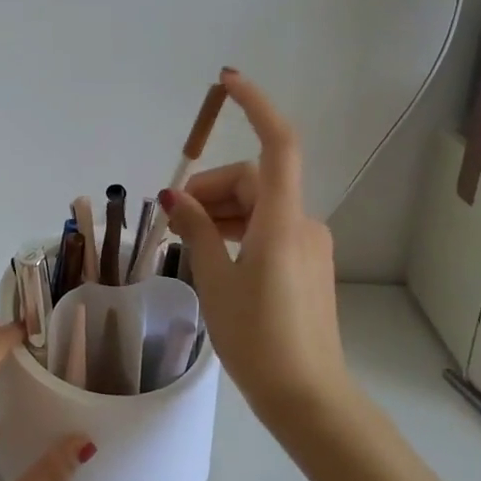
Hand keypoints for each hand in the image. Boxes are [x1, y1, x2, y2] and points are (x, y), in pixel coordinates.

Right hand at [161, 70, 351, 424]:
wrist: (308, 398)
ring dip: (222, 212)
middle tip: (172, 217)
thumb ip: (197, 231)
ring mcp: (309, 245)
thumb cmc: (258, 339)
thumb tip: (174, 196)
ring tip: (185, 240)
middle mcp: (303, 223)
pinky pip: (270, 230)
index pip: (277, 145)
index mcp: (282, 221)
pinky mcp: (307, 265)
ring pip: (261, 206)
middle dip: (212, 188)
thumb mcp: (217, 281)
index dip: (256, 106)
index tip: (227, 82)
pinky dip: (239, 231)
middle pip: (255, 180)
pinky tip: (213, 256)